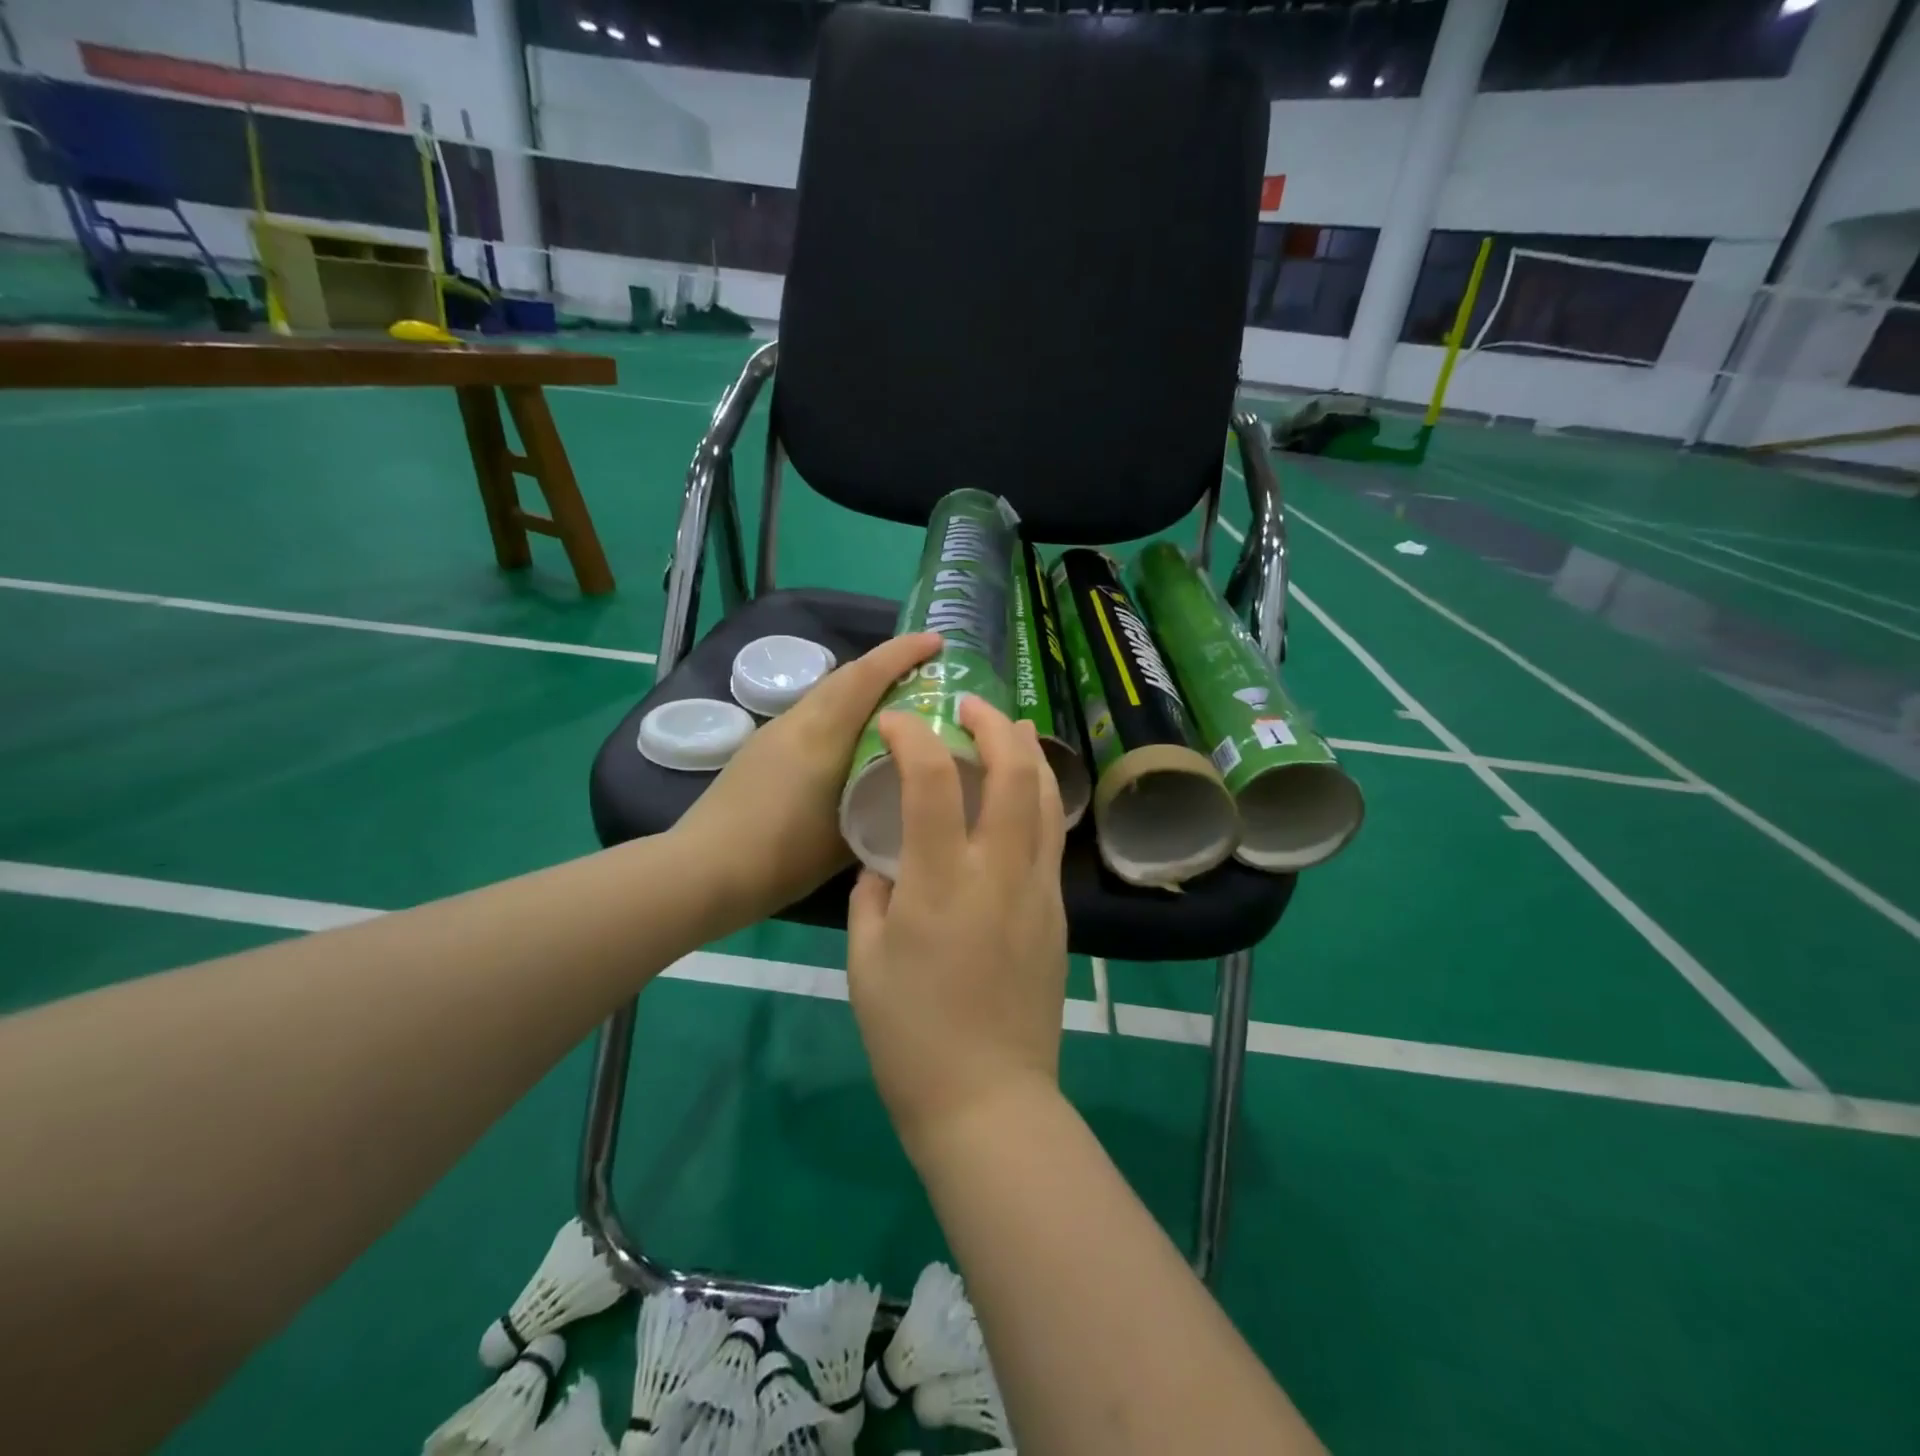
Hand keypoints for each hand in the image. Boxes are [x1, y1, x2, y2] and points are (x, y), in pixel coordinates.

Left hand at [674, 632, 941, 929]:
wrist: (700, 872)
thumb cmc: (779, 858)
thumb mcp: (846, 840)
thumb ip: (880, 811)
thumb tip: (906, 797)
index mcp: (821, 735)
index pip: (866, 676)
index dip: (903, 653)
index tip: (937, 642)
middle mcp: (797, 722)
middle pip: (846, 676)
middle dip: (887, 665)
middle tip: (925, 675)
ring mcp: (774, 733)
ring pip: (827, 695)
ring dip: (862, 690)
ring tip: (896, 709)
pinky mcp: (760, 749)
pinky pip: (812, 715)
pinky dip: (841, 713)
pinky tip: (853, 744)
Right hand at [847, 694, 1068, 1158]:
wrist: (988, 1100)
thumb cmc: (911, 1037)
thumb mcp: (864, 962)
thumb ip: (873, 897)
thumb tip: (888, 864)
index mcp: (941, 883)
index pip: (933, 781)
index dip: (914, 736)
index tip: (898, 720)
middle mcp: (999, 873)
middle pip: (1014, 773)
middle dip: (994, 724)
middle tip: (970, 705)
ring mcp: (1038, 890)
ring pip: (1047, 799)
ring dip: (1028, 752)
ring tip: (1009, 729)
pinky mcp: (1058, 912)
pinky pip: (1051, 837)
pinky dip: (1038, 798)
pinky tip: (1022, 795)